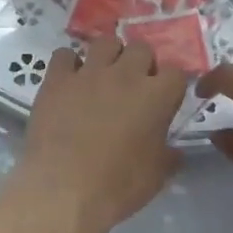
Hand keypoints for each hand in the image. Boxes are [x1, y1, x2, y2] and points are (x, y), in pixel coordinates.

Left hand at [9, 38, 186, 232]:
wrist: (63, 190)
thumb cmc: (117, 186)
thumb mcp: (156, 177)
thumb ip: (169, 155)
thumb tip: (173, 150)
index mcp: (156, 96)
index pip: (176, 73)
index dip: (170, 86)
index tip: (163, 101)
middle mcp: (125, 75)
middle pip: (141, 48)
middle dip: (140, 64)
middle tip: (132, 88)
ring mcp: (89, 73)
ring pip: (105, 42)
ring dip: (108, 56)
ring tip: (102, 78)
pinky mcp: (57, 79)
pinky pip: (64, 55)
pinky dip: (68, 65)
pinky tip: (69, 83)